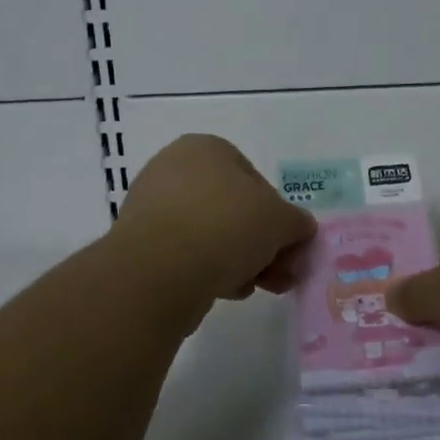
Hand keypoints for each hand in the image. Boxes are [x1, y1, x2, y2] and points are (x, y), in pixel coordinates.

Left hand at [113, 135, 316, 309]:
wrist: (160, 271)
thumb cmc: (226, 226)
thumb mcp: (281, 220)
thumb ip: (297, 222)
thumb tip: (300, 230)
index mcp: (206, 148)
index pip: (255, 179)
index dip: (278, 215)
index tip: (289, 245)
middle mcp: (174, 169)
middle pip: (233, 209)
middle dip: (261, 243)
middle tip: (281, 273)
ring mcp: (152, 207)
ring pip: (211, 234)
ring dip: (239, 260)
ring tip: (256, 286)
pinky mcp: (140, 245)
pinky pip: (186, 255)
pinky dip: (208, 270)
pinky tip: (225, 291)